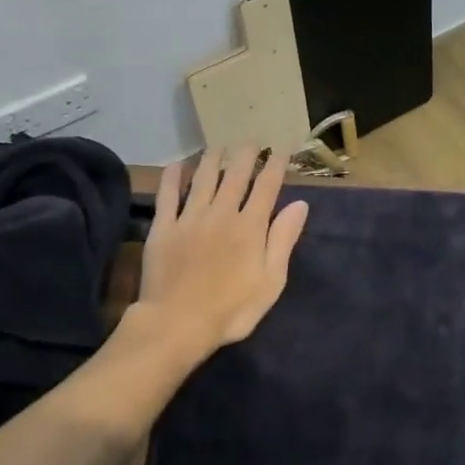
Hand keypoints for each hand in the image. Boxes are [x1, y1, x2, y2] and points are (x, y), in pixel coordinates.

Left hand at [133, 144, 309, 359]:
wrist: (177, 324)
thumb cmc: (231, 309)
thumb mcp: (270, 281)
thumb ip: (284, 239)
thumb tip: (300, 204)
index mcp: (250, 226)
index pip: (267, 187)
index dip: (275, 166)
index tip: (281, 150)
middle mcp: (222, 213)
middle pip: (236, 175)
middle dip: (246, 155)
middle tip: (251, 140)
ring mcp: (190, 218)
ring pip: (203, 178)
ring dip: (213, 158)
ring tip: (218, 145)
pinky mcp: (164, 228)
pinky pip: (168, 195)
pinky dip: (173, 177)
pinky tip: (178, 165)